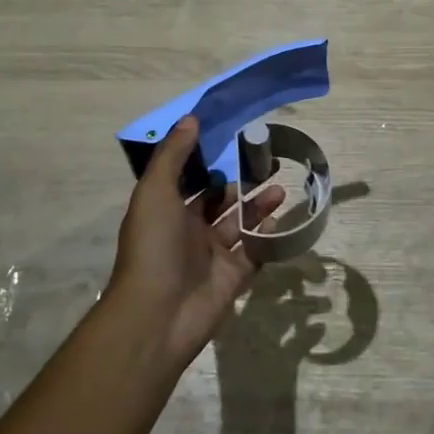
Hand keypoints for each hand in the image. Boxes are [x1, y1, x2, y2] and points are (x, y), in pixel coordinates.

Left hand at [109, 116, 285, 370]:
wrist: (158, 314)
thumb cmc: (153, 246)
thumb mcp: (155, 191)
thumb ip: (174, 155)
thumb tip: (191, 118)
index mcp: (166, 210)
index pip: (192, 180)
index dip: (211, 161)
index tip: (235, 140)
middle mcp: (188, 230)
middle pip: (220, 200)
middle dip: (241, 182)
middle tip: (267, 163)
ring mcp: (211, 256)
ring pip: (239, 224)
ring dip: (258, 206)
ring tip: (281, 187)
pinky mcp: (232, 278)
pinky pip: (254, 252)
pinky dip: (267, 237)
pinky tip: (281, 220)